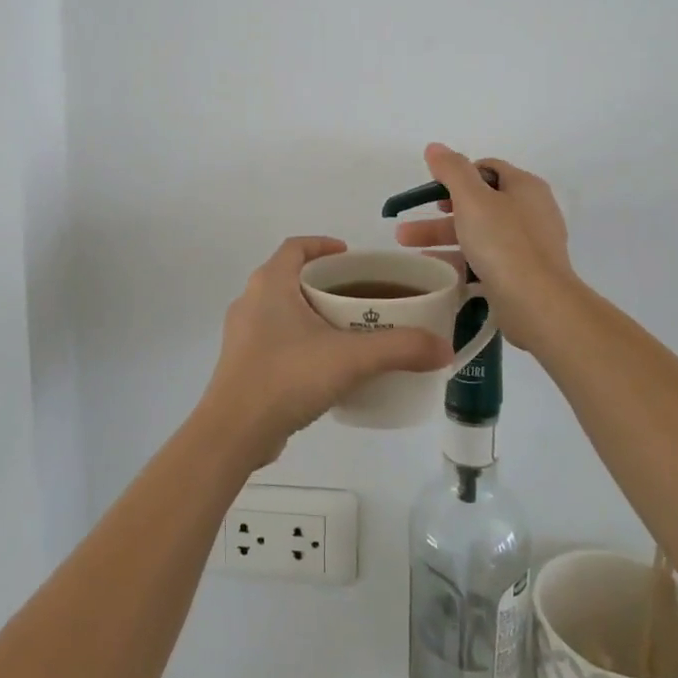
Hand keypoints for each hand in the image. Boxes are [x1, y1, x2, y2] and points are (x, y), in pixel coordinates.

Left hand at [197, 236, 448, 466]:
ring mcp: (242, 334)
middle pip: (290, 276)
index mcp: (270, 284)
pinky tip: (323, 365)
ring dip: (311, 312)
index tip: (350, 256)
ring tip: (347, 330)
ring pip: (281, 309)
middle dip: (323, 282)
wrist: (233, 433)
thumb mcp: (350, 359)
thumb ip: (399, 349)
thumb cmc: (286, 377)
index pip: (296, 247)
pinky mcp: (241, 364)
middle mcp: (250, 301)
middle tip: (359, 296)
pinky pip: (274, 338)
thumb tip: (444, 347)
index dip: (323, 245)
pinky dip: (299, 339)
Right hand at [394, 144, 573, 347]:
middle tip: (407, 227)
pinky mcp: (524, 274)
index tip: (431, 193)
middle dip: (439, 213)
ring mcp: (529, 245)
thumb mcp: (472, 199)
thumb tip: (435, 147)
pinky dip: (461, 261)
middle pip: (479, 203)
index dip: (457, 175)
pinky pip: (487, 260)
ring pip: (479, 233)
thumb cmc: (504, 243)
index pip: (487, 169)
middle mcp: (531, 211)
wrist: (538, 303)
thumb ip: (452, 170)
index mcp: (525, 187)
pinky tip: (437, 272)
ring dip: (443, 238)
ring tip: (409, 250)